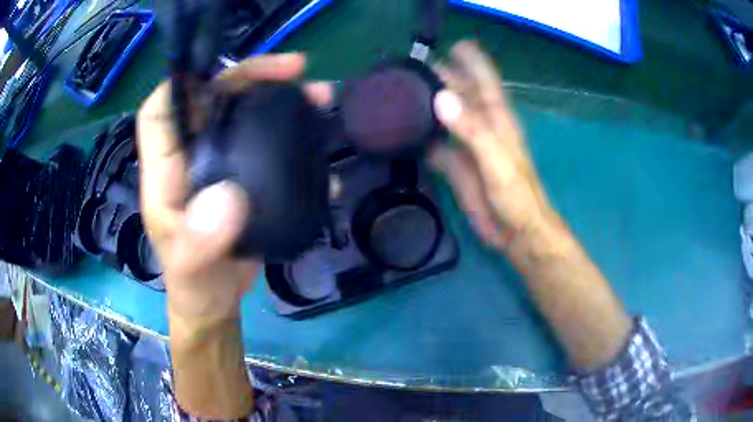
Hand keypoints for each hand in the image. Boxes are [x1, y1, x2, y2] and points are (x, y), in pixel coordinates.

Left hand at [136, 54, 331, 343]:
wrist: (216, 300)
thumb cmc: (194, 283)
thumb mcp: (192, 267)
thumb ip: (201, 240)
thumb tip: (229, 198)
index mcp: (166, 170)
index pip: (161, 111)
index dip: (183, 83)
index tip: (223, 73)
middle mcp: (190, 157)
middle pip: (213, 98)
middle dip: (251, 77)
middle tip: (297, 70)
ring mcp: (220, 164)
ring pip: (245, 115)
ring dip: (282, 100)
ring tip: (320, 97)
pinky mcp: (245, 176)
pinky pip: (269, 143)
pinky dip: (296, 135)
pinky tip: (322, 141)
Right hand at [429, 42, 632, 369]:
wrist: (515, 232)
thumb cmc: (517, 195)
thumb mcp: (497, 161)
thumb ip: (472, 130)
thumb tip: (441, 98)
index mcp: (496, 118)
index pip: (484, 79)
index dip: (471, 59)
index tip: (451, 44)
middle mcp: (480, 125)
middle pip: (459, 93)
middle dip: (439, 76)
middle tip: (409, 65)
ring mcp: (466, 145)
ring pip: (444, 116)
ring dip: (425, 103)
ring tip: (398, 90)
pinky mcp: (454, 165)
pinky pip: (433, 142)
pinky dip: (418, 134)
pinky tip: (400, 129)